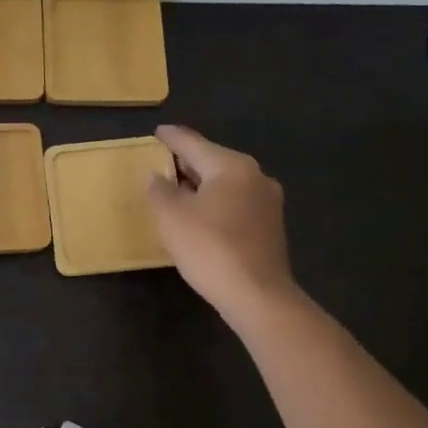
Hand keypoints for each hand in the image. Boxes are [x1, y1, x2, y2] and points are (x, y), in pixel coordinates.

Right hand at [148, 125, 296, 318]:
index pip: (193, 143)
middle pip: (213, 161)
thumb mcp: (172, 216)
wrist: (257, 296)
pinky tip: (200, 214)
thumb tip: (158, 176)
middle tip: (163, 161)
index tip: (158, 132)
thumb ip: (160, 190)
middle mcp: (254, 176)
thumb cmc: (210, 248)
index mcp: (231, 165)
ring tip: (177, 189)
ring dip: (201, 184)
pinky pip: (235, 203)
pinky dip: (215, 202)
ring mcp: (267, 202)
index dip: (172, 138)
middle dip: (187, 161)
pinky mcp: (270, 226)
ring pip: (226, 183)